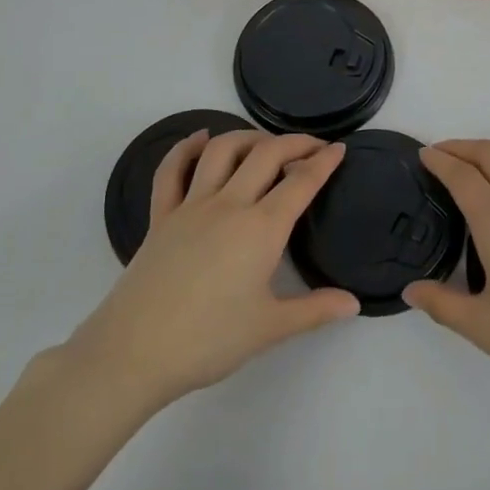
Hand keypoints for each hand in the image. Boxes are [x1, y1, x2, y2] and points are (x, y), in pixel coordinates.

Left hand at [61, 130, 358, 415]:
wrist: (135, 352)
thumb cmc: (209, 340)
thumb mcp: (270, 329)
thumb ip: (315, 311)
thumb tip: (354, 303)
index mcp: (261, 228)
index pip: (300, 183)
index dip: (323, 162)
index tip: (339, 148)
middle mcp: (229, 204)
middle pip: (266, 155)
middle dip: (294, 143)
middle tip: (313, 145)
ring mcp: (191, 205)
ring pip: (222, 151)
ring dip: (248, 137)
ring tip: (266, 142)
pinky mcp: (161, 216)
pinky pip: (171, 171)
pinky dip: (185, 148)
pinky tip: (199, 138)